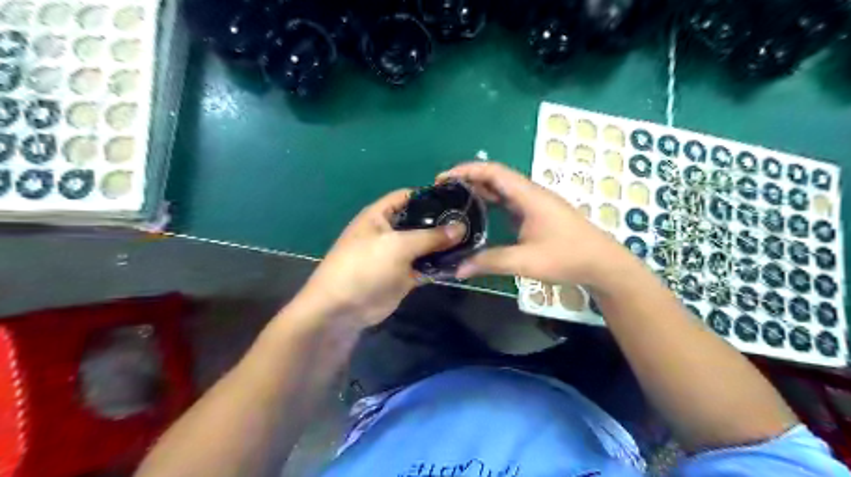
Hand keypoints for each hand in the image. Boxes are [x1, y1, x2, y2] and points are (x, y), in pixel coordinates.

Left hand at [292, 187, 464, 329]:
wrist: (343, 309)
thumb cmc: (364, 266)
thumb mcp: (397, 246)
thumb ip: (430, 236)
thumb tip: (461, 227)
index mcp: (381, 215)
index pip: (409, 196)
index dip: (432, 195)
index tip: (459, 199)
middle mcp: (390, 231)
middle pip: (421, 221)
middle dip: (444, 222)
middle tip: (473, 222)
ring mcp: (398, 254)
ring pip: (426, 245)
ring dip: (445, 245)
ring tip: (474, 240)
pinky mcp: (405, 275)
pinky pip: (426, 265)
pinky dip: (441, 265)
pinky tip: (463, 261)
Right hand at [443, 161, 633, 285]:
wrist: (603, 264)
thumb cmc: (567, 257)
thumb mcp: (525, 261)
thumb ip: (490, 262)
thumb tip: (457, 269)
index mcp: (528, 196)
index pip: (493, 171)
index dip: (466, 170)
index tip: (443, 178)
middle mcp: (531, 194)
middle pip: (495, 178)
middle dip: (468, 181)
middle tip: (443, 193)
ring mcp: (535, 204)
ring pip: (502, 190)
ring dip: (479, 192)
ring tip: (455, 203)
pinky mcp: (537, 215)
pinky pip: (509, 202)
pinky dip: (491, 204)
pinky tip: (480, 217)